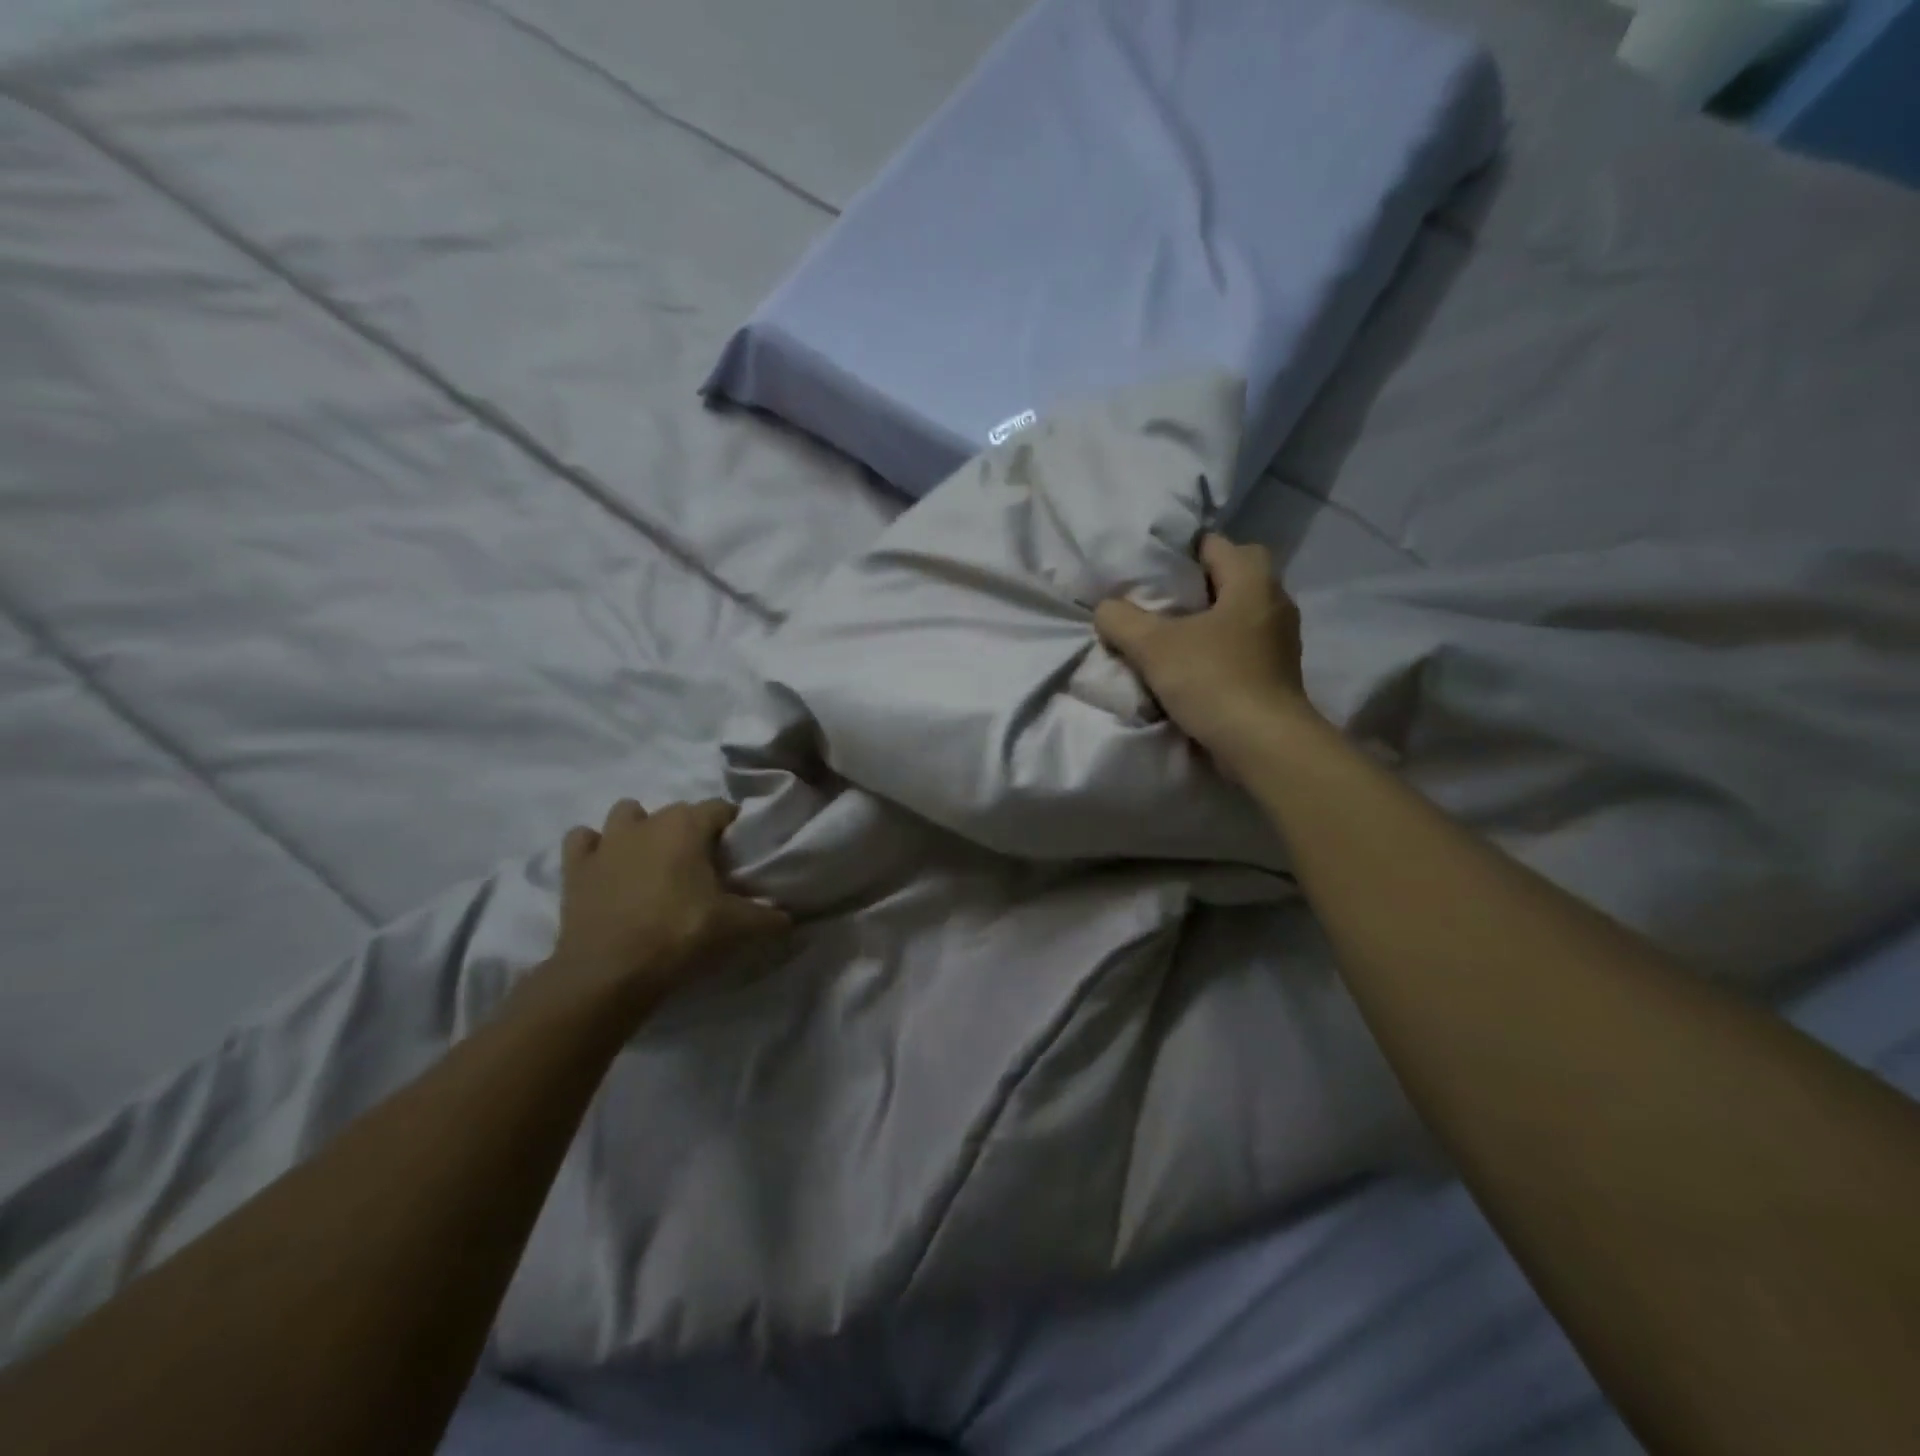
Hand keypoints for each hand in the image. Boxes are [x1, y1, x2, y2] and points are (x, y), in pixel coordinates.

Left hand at [548, 798, 789, 1014]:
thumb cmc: (679, 936)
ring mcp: (606, 841)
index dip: (733, 827)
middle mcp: (647, 822)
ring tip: (653, 862)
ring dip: (641, 829)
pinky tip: (607, 868)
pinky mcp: (575, 867)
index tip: (739, 853)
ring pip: (627, 814)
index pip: (720, 808)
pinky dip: (595, 848)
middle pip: (677, 812)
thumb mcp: (737, 927)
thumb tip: (789, 918)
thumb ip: (768, 917)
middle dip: (691, 831)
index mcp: (687, 826)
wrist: (609, 973)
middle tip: (702, 867)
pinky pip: (584, 840)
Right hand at [1094, 533, 1318, 769]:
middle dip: (1199, 584)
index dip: (1180, 552)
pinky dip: (1219, 647)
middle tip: (1162, 601)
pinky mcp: (1277, 671)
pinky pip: (1243, 644)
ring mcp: (1280, 639)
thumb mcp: (1152, 646)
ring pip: (1239, 612)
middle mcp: (1274, 602)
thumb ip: (1122, 620)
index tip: (1150, 570)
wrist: (1263, 744)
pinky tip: (1192, 665)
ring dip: (1209, 618)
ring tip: (1171, 634)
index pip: (1216, 544)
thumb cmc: (1212, 680)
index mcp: (1252, 581)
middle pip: (1233, 575)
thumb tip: (1106, 609)